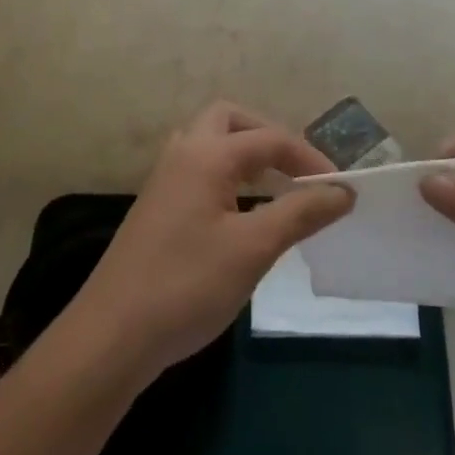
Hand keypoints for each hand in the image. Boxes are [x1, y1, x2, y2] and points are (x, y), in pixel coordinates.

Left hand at [63, 102, 351, 384]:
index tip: (341, 188)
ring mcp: (163, 181)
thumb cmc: (187, 285)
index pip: (270, 139)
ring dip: (243, 153)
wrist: (112, 334)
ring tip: (273, 184)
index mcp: (206, 155)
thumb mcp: (253, 249)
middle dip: (268, 136)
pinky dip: (226, 174)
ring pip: (208, 143)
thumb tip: (343, 191)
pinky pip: (197, 169)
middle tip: (296, 170)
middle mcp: (182, 155)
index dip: (310, 159)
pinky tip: (240, 210)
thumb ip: (300, 213)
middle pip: (229, 120)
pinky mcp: (156, 207)